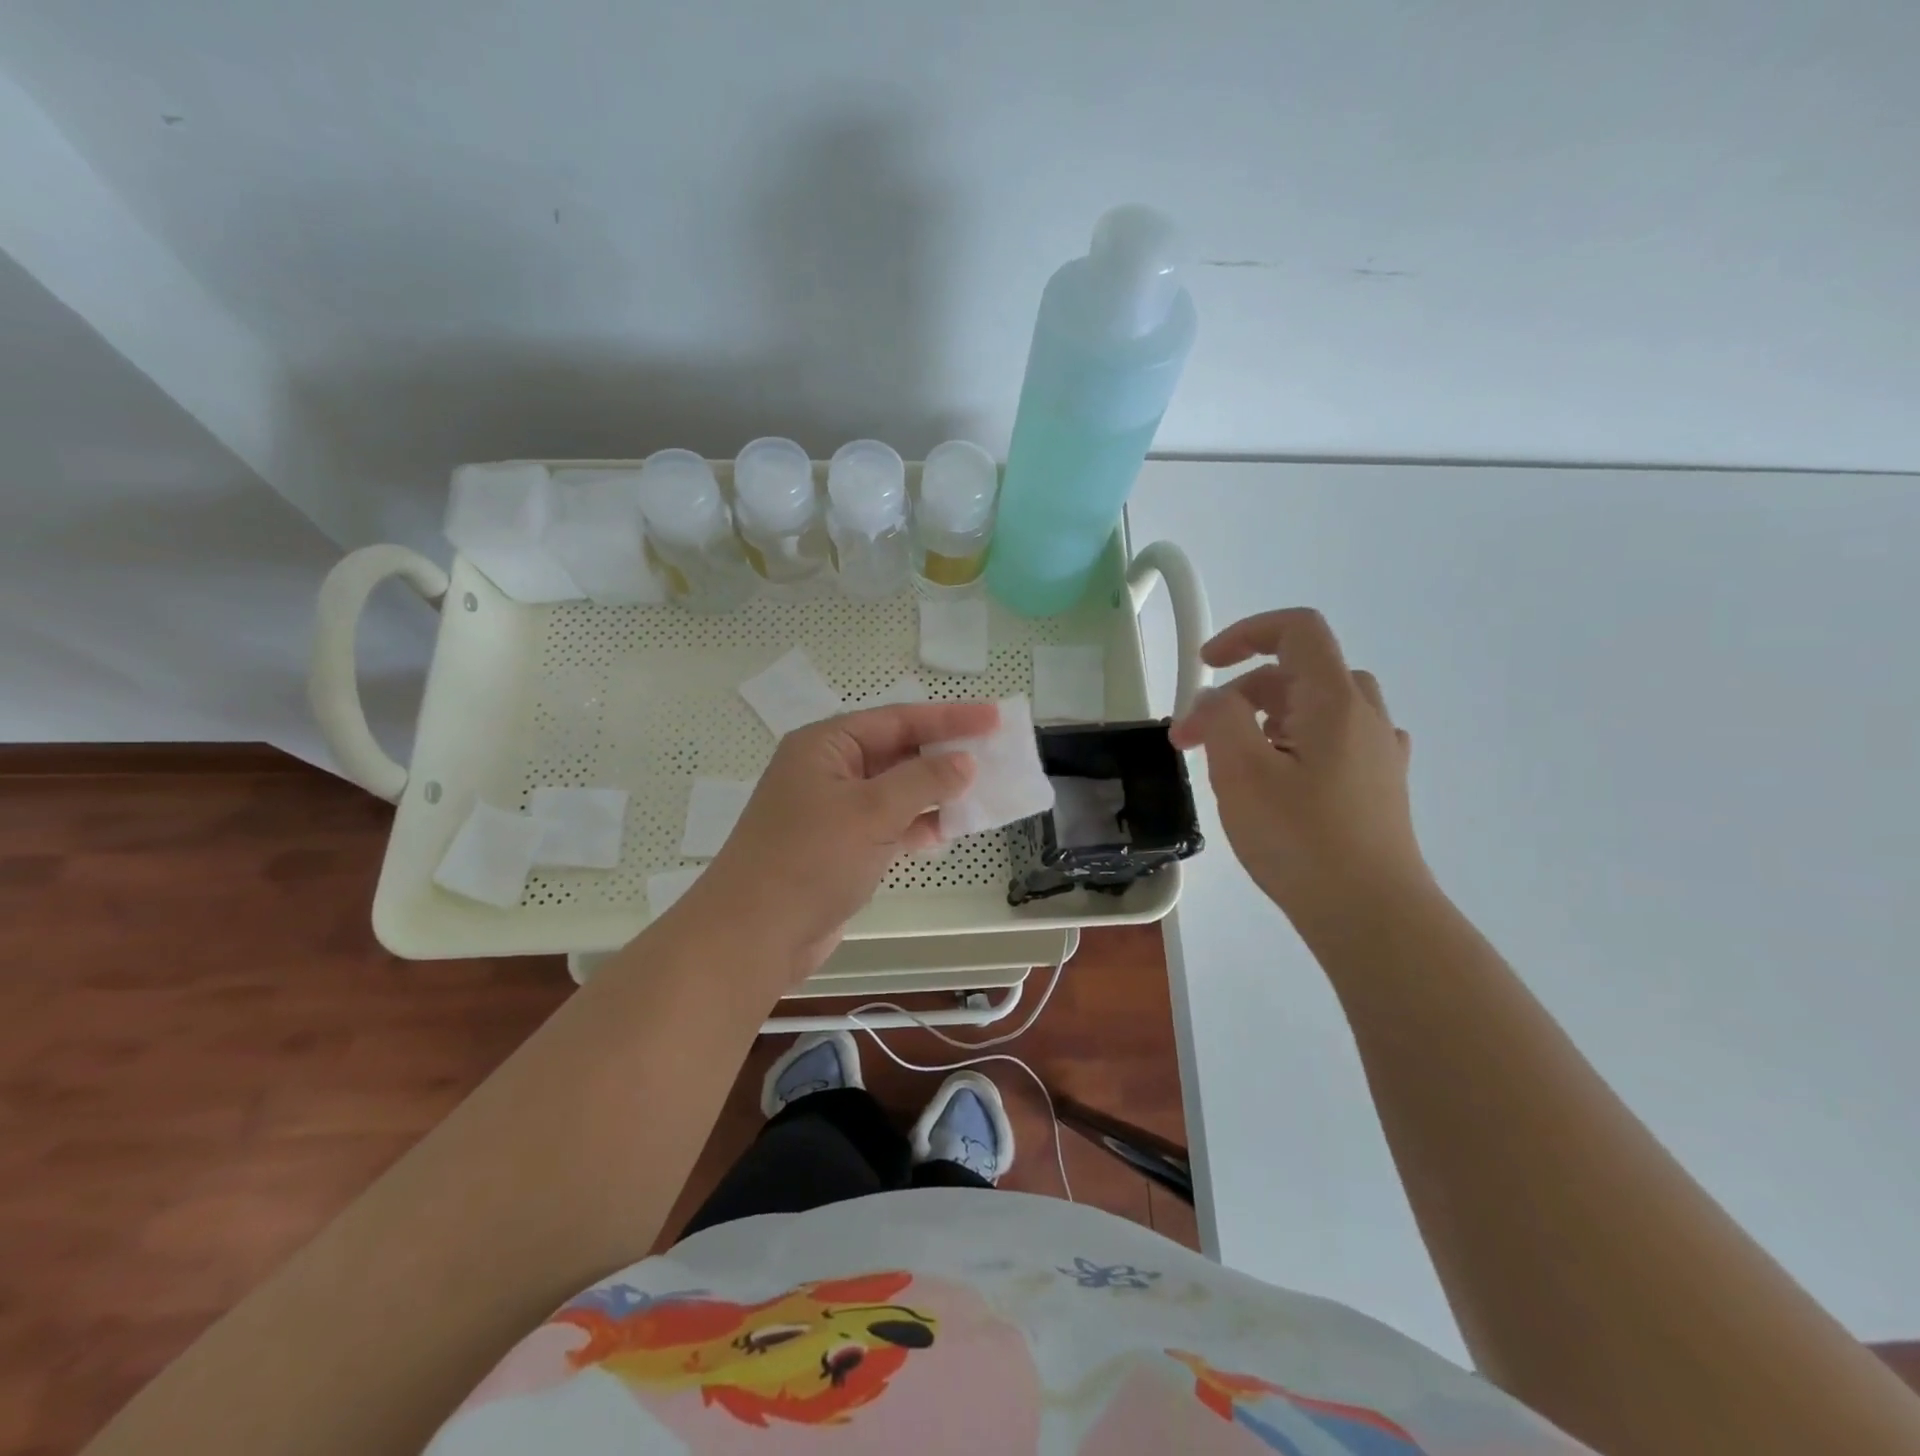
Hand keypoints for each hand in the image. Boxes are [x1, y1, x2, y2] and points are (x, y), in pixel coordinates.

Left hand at [687, 700, 998, 982]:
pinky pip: (889, 823)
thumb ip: (923, 781)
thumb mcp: (871, 811)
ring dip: (936, 791)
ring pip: (897, 790)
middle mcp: (829, 770)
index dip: (950, 717)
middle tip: (995, 753)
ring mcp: (834, 810)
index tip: (995, 718)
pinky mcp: (841, 847)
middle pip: (898, 751)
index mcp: (826, 745)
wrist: (753, 937)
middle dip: (944, 754)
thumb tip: (963, 762)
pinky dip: (918, 824)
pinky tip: (949, 830)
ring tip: (983, 791)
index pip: (898, 719)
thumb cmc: (809, 860)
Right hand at [1169, 608, 1427, 920]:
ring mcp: (1378, 752)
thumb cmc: (1301, 839)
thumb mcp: (1241, 772)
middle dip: (1238, 695)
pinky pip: (1333, 741)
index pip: (1296, 630)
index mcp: (1334, 700)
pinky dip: (1296, 743)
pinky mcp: (1380, 786)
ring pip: (1315, 708)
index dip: (1245, 633)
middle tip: (1193, 742)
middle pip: (1296, 673)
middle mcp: (1364, 715)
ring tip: (1233, 763)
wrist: (1372, 915)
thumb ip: (1222, 718)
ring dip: (1265, 719)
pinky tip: (1282, 778)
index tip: (1205, 666)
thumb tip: (1218, 699)